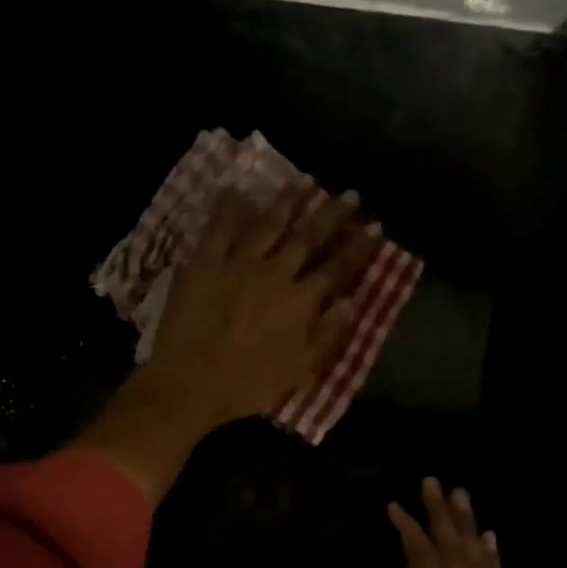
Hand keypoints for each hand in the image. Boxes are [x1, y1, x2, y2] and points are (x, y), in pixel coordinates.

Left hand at [68, 180, 374, 502]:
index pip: (337, 269)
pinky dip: (229, 207)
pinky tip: (238, 189)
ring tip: (304, 182)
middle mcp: (274, 273)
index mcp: (300, 301)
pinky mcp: (203, 263)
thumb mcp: (299, 371)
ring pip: (268, 224)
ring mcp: (237, 263)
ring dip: (288, 201)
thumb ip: (328, 335)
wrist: (190, 383)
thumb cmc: (248, 385)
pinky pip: (218, 228)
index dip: (359, 248)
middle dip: (331, 214)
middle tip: (349, 194)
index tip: (376, 226)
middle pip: (308, 237)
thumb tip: (351, 303)